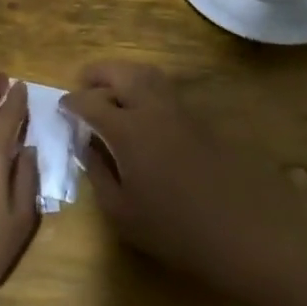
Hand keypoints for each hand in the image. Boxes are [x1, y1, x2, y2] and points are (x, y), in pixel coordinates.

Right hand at [65, 62, 306, 299]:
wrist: (244, 232)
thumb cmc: (175, 230)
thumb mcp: (122, 212)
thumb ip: (98, 172)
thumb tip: (87, 144)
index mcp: (128, 130)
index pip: (91, 103)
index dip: (72, 103)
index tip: (62, 108)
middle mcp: (153, 108)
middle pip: (121, 73)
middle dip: (97, 74)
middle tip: (83, 85)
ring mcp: (180, 110)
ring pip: (147, 74)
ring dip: (124, 75)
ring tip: (111, 91)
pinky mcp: (200, 119)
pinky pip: (165, 89)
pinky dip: (145, 87)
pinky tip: (142, 110)